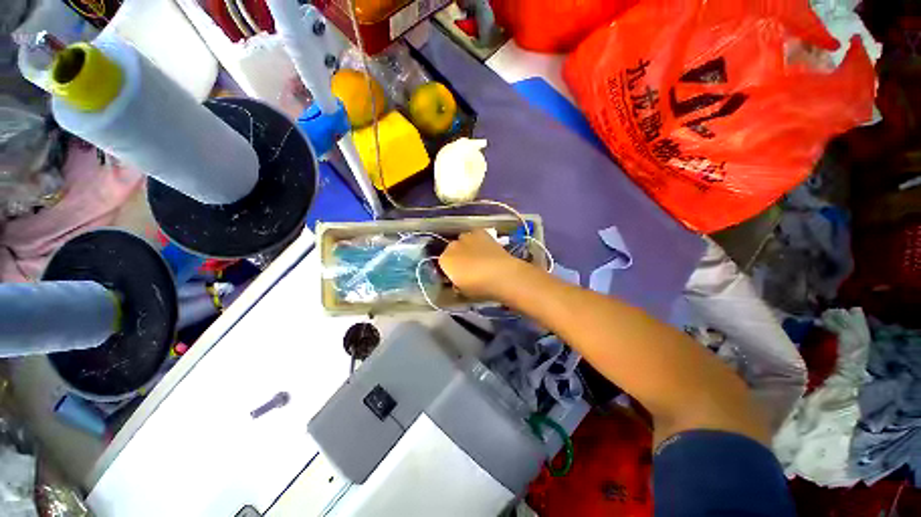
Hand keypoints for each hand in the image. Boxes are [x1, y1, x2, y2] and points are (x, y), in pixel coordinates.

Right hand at [438, 230, 524, 299]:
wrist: (501, 274)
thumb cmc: (479, 287)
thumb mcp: (464, 291)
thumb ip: (457, 284)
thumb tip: (459, 280)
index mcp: (444, 261)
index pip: (443, 263)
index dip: (450, 269)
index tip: (458, 275)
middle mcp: (452, 246)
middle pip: (451, 250)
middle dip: (457, 256)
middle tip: (468, 267)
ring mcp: (467, 237)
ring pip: (463, 240)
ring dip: (467, 247)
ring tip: (479, 256)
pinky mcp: (481, 232)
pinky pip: (475, 235)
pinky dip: (478, 240)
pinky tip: (486, 248)